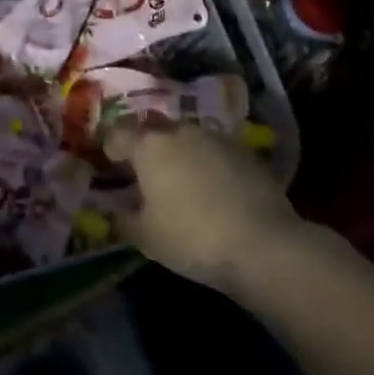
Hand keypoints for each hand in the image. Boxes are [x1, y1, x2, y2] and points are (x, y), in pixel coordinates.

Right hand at [104, 122, 308, 296]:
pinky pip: (212, 150)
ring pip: (185, 138)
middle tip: (144, 173)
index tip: (110, 163)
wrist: (263, 244)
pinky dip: (205, 163)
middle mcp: (179, 130)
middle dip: (145, 148)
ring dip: (177, 153)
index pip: (118, 132)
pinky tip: (211, 188)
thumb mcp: (146, 237)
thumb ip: (122, 219)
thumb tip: (113, 210)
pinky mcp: (244, 150)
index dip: (110, 146)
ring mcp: (214, 136)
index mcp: (149, 145)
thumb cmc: (192, 237)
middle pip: (153, 131)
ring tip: (179, 181)